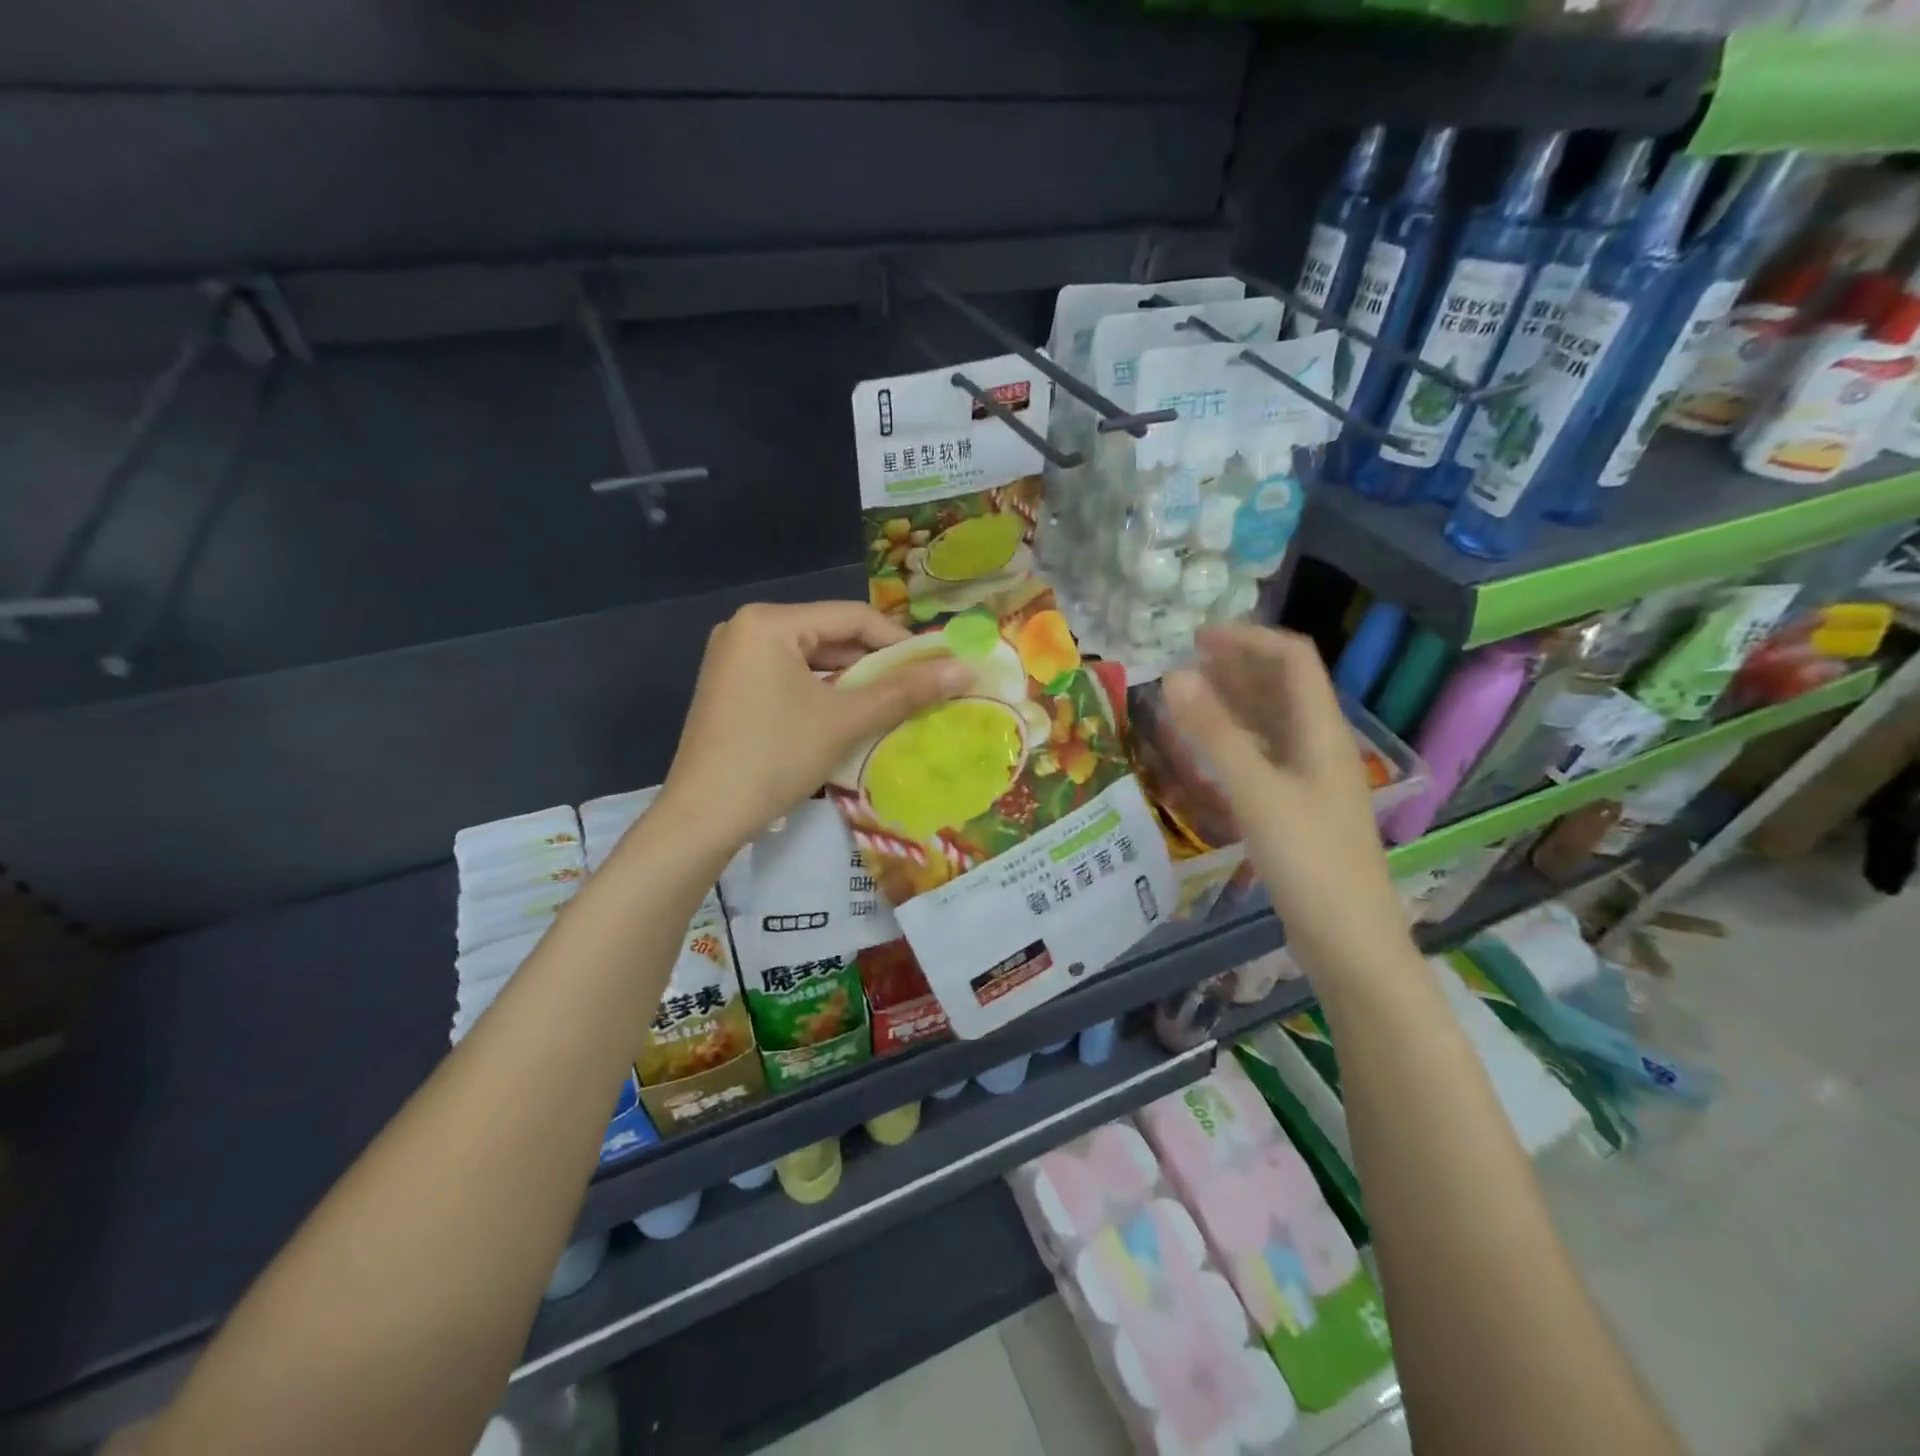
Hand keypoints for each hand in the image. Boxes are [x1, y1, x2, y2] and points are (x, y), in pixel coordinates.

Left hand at [661, 600, 968, 857]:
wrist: (703, 816)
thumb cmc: (775, 757)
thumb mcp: (845, 720)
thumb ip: (904, 691)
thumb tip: (963, 668)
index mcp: (769, 622)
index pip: (852, 617)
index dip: (900, 641)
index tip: (937, 667)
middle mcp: (746, 628)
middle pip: (830, 635)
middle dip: (875, 664)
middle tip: (917, 690)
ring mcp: (733, 658)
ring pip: (811, 659)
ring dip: (851, 681)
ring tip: (890, 706)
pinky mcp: (730, 686)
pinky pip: (788, 677)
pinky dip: (821, 693)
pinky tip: (846, 716)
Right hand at [1162, 624, 1411, 978]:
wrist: (1350, 942)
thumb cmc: (1309, 862)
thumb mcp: (1258, 793)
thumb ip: (1216, 734)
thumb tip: (1176, 674)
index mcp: (1322, 732)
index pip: (1293, 659)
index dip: (1248, 639)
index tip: (1197, 639)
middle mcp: (1320, 746)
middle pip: (1283, 687)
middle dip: (1237, 666)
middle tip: (1184, 664)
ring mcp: (1310, 779)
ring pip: (1272, 722)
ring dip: (1233, 701)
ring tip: (1187, 696)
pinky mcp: (1297, 808)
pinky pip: (1263, 756)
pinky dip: (1234, 740)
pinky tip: (1206, 750)